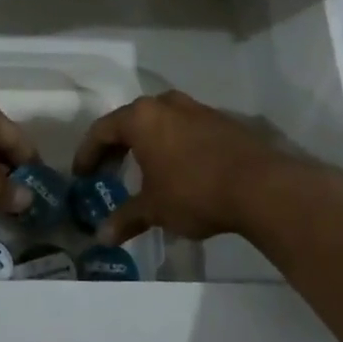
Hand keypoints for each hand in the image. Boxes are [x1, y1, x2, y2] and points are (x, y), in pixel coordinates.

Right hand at [72, 90, 313, 243]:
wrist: (261, 186)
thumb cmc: (194, 191)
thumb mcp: (154, 209)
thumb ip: (126, 219)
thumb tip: (101, 237)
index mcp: (142, 118)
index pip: (103, 130)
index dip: (88, 153)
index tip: (81, 174)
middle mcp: (166, 104)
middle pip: (130, 121)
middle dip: (116, 146)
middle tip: (108, 171)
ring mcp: (197, 109)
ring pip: (160, 121)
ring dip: (146, 143)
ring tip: (142, 169)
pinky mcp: (221, 120)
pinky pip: (184, 127)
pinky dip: (172, 144)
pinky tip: (177, 168)